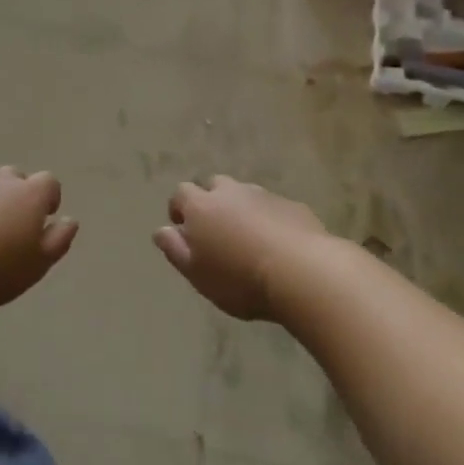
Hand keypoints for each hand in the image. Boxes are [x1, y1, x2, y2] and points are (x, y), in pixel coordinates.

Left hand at [0, 167, 77, 311]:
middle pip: (16, 177)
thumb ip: (59, 240)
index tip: (44, 220)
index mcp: (30, 194)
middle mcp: (2, 180)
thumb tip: (70, 220)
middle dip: (19, 194)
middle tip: (13, 225)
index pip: (49, 182)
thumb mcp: (38, 264)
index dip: (49, 199)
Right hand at [153, 176, 326, 321]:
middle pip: (213, 186)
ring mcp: (263, 196)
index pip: (180, 193)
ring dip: (240, 209)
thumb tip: (161, 231)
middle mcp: (230, 192)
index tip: (182, 228)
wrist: (302, 272)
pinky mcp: (292, 206)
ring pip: (244, 195)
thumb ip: (175, 250)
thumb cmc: (239, 278)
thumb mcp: (197, 273)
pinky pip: (272, 208)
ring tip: (247, 237)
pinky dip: (269, 219)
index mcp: (201, 206)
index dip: (179, 208)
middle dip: (210, 202)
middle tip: (216, 230)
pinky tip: (277, 243)